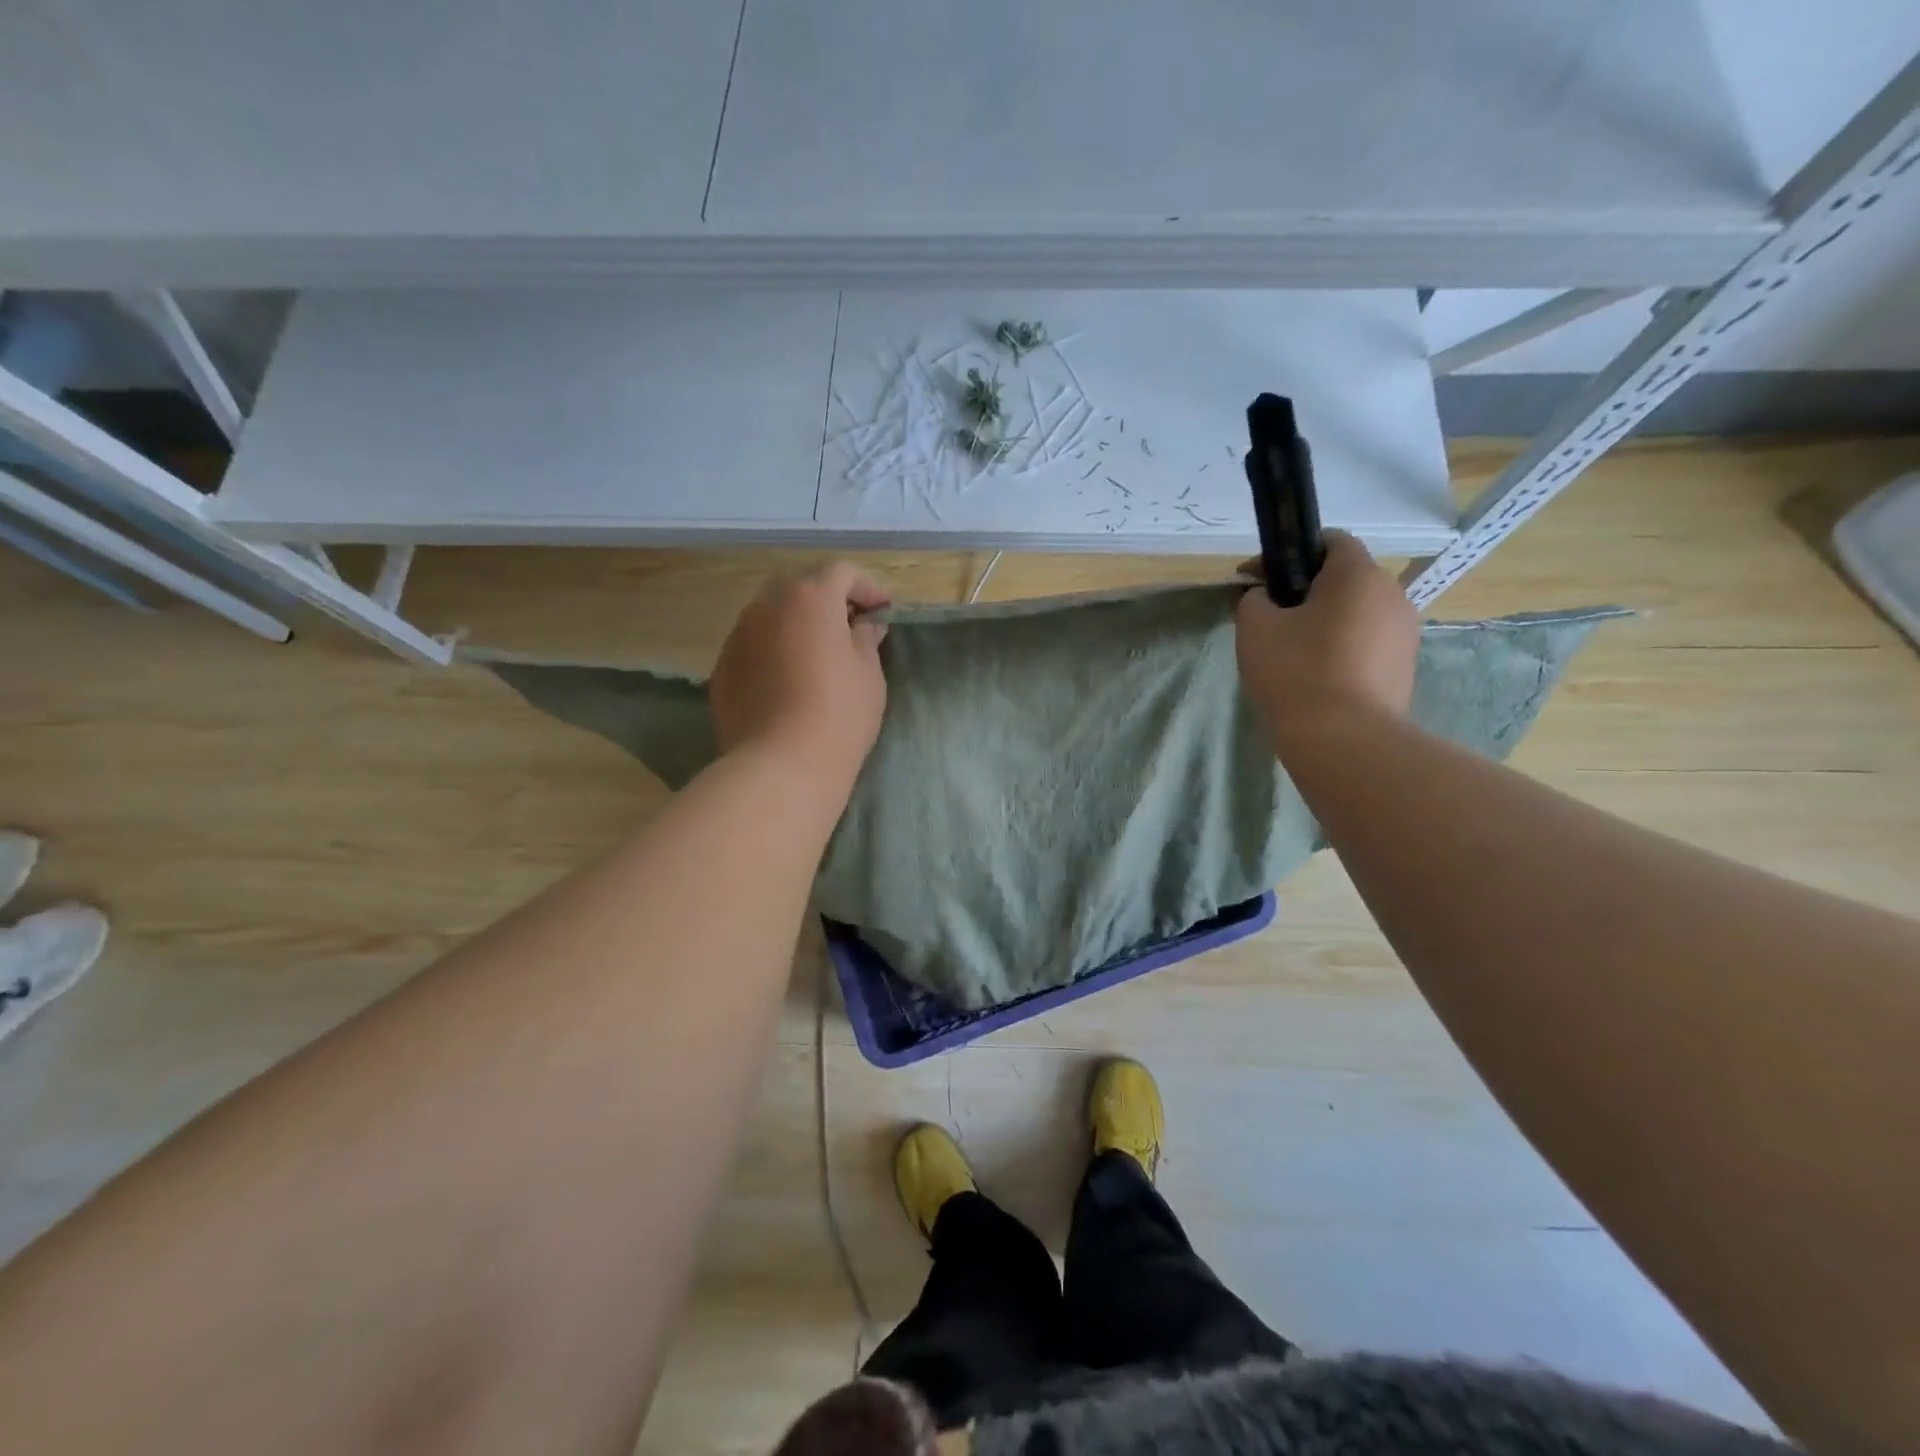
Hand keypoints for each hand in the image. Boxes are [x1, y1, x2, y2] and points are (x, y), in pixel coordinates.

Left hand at [709, 562, 891, 791]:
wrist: (780, 765)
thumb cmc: (839, 714)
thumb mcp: (869, 674)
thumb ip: (866, 638)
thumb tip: (864, 626)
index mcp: (809, 598)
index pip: (842, 572)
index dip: (868, 587)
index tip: (883, 612)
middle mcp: (766, 605)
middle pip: (800, 586)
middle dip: (827, 600)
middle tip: (849, 628)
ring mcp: (738, 636)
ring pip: (771, 615)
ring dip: (796, 624)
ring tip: (816, 655)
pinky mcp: (721, 668)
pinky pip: (753, 645)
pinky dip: (773, 649)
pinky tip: (787, 681)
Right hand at [1235, 531, 1420, 750]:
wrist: (1344, 738)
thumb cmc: (1295, 671)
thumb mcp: (1255, 627)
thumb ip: (1254, 599)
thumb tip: (1264, 597)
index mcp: (1357, 574)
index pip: (1330, 540)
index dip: (1290, 553)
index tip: (1256, 580)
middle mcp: (1392, 594)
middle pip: (1345, 578)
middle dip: (1306, 591)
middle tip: (1270, 619)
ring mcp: (1405, 633)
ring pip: (1357, 613)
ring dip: (1326, 622)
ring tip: (1292, 652)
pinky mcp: (1405, 667)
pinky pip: (1368, 644)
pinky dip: (1342, 649)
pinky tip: (1316, 676)